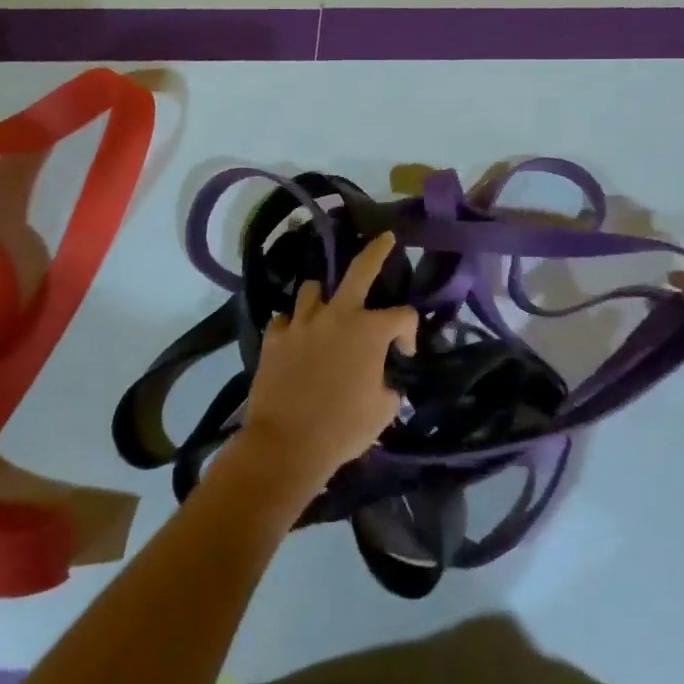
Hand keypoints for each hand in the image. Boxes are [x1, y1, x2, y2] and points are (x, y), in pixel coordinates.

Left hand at [238, 231, 417, 495]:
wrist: (286, 445)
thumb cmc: (343, 429)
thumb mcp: (382, 412)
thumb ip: (389, 388)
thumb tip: (385, 383)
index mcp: (370, 330)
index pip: (403, 315)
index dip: (410, 333)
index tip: (405, 354)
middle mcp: (337, 316)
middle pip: (360, 269)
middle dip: (376, 251)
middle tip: (384, 238)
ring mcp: (302, 323)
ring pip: (313, 289)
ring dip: (323, 296)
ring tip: (326, 308)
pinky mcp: (274, 338)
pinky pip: (284, 320)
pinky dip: (292, 326)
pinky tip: (295, 338)